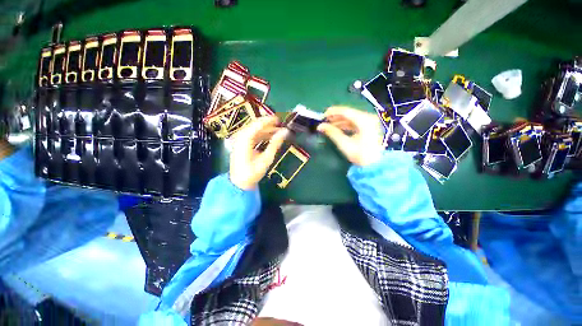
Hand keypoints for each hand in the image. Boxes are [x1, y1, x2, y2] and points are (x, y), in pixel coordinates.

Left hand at [230, 116, 288, 189]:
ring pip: (254, 130)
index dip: (270, 120)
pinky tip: (270, 137)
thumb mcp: (266, 158)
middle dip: (269, 124)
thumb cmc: (253, 172)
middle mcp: (241, 136)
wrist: (239, 183)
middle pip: (256, 125)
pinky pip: (253, 135)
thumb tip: (285, 132)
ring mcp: (240, 140)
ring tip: (278, 131)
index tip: (280, 120)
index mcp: (245, 139)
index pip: (258, 124)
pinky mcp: (241, 144)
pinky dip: (262, 135)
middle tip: (281, 125)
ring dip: (266, 130)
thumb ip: (275, 144)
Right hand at [317, 106, 383, 166]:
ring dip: (339, 121)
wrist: (375, 165)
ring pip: (351, 118)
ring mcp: (369, 122)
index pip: (345, 111)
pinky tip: (337, 128)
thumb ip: (332, 132)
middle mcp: (368, 117)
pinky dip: (345, 125)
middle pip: (348, 113)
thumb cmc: (360, 155)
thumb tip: (320, 126)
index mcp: (364, 120)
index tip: (322, 116)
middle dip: (335, 117)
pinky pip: (354, 123)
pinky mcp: (368, 127)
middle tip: (324, 122)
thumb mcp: (344, 144)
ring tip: (328, 126)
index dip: (332, 112)